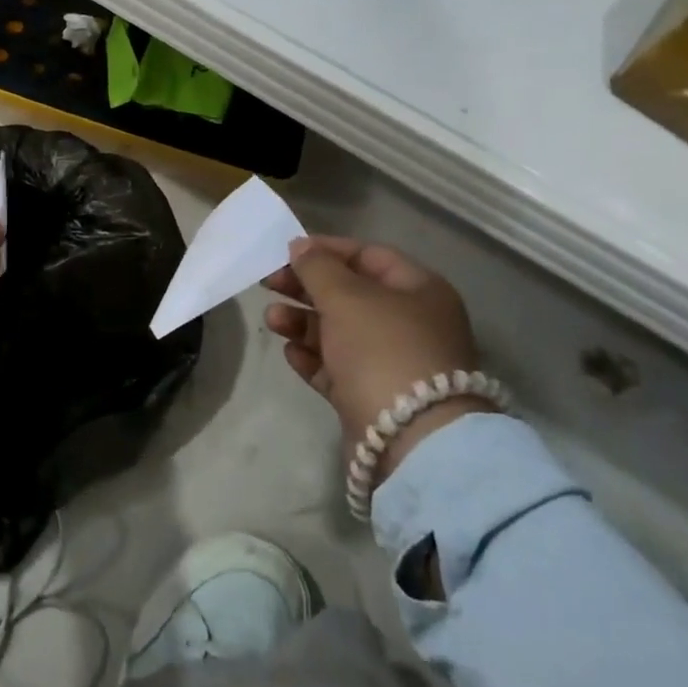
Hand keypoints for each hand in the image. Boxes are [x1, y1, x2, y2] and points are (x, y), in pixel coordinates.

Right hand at [264, 237, 488, 478]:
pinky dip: (312, 357)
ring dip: (302, 322)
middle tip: (269, 283)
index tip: (287, 251)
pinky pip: (337, 367)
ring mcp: (392, 363)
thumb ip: (318, 267)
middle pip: (350, 294)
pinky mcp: (372, 396)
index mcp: (419, 290)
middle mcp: (410, 323)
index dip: (327, 250)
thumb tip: (300, 247)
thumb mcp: (346, 297)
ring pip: (339, 332)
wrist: (410, 439)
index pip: (369, 256)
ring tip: (272, 319)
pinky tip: (290, 353)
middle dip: (307, 288)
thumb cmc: (382, 350)